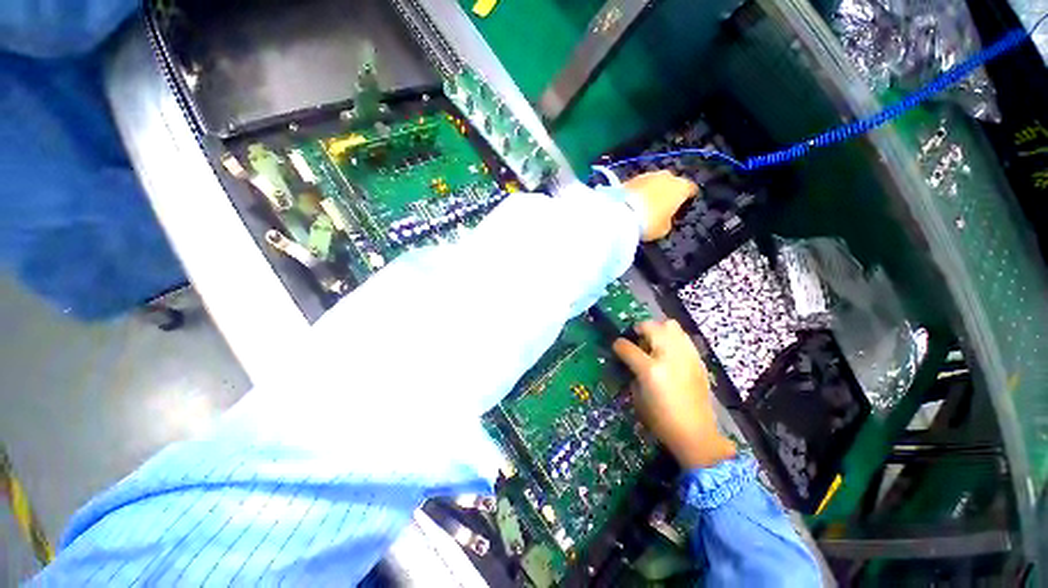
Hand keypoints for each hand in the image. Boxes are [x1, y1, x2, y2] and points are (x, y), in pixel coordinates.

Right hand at [613, 320, 735, 468]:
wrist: (696, 434)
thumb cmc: (661, 420)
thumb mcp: (637, 398)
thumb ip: (633, 373)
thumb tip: (631, 360)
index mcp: (650, 370)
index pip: (627, 347)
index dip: (618, 345)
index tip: (617, 346)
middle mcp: (669, 357)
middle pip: (651, 326)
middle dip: (639, 329)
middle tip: (636, 339)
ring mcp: (686, 356)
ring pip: (671, 325)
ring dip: (658, 330)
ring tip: (655, 342)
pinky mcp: (698, 360)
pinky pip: (683, 338)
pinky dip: (673, 339)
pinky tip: (671, 353)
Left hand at [622, 171, 698, 241]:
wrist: (621, 213)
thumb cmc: (649, 223)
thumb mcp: (664, 228)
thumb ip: (668, 220)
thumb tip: (665, 217)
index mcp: (681, 187)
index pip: (690, 189)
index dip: (688, 197)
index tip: (684, 204)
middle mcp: (667, 176)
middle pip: (672, 182)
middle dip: (668, 191)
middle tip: (663, 205)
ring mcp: (647, 175)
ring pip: (654, 181)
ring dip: (652, 190)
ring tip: (646, 204)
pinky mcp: (630, 178)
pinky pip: (640, 185)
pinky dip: (639, 191)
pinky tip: (634, 202)